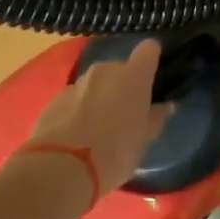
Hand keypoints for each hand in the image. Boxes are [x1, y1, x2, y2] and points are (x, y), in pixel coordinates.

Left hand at [28, 39, 170, 194]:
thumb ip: (155, 118)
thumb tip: (165, 106)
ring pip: (95, 84)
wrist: (62, 168)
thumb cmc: (115, 152)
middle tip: (125, 113)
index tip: (153, 74)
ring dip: (99, 97)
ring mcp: (77, 83)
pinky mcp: (54, 99)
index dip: (151, 59)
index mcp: (133, 76)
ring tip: (99, 127)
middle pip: (119, 69)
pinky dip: (78, 110)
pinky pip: (74, 99)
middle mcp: (105, 70)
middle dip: (122, 86)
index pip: (148, 50)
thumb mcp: (144, 140)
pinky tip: (77, 135)